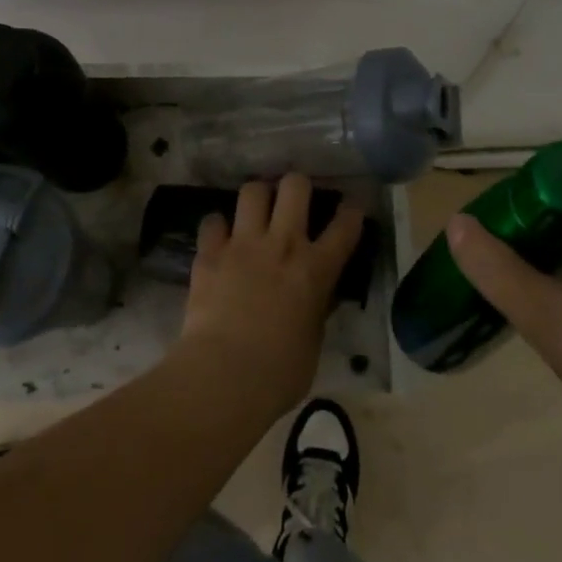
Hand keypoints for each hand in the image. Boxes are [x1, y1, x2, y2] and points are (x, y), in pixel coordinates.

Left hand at [177, 174, 364, 420]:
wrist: (225, 376)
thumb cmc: (280, 372)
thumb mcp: (313, 341)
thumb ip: (317, 310)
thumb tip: (319, 298)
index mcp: (316, 268)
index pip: (345, 225)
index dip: (352, 211)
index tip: (350, 207)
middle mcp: (283, 244)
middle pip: (295, 186)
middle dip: (297, 186)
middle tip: (294, 200)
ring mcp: (244, 244)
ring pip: (252, 190)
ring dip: (257, 197)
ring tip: (256, 210)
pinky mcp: (210, 254)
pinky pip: (212, 221)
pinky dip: (217, 226)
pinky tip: (219, 237)